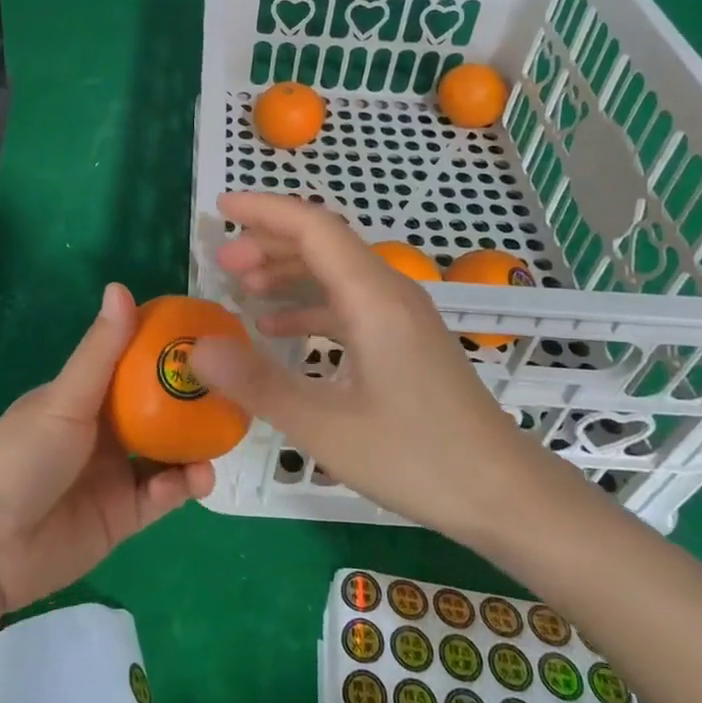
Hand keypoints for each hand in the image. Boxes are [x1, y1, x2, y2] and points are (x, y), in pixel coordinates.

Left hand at [0, 283, 214, 612]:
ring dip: (195, 443)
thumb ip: (101, 351)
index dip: (168, 348)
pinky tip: (196, 477)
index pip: (134, 361)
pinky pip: (162, 495)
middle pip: (158, 407)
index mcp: (87, 394)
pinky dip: (182, 485)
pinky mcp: (124, 516)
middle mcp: (105, 429)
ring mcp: (116, 473)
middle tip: (235, 386)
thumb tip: (122, 287)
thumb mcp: (64, 399)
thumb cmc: (19, 456)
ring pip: (168, 452)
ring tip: (226, 433)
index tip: (210, 333)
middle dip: (192, 399)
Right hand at [189, 192, 550, 539]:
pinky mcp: (405, 340)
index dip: (265, 211)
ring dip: (288, 272)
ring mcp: (401, 315)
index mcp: (373, 297)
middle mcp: (389, 292)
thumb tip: (196, 350)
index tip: (221, 208)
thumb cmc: (417, 456)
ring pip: (336, 272)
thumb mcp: (325, 426)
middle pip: (324, 243)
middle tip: (222, 262)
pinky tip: (278, 327)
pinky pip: (348, 303)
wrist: (505, 494)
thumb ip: (256, 383)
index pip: (313, 226)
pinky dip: (309, 305)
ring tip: (241, 286)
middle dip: (268, 243)